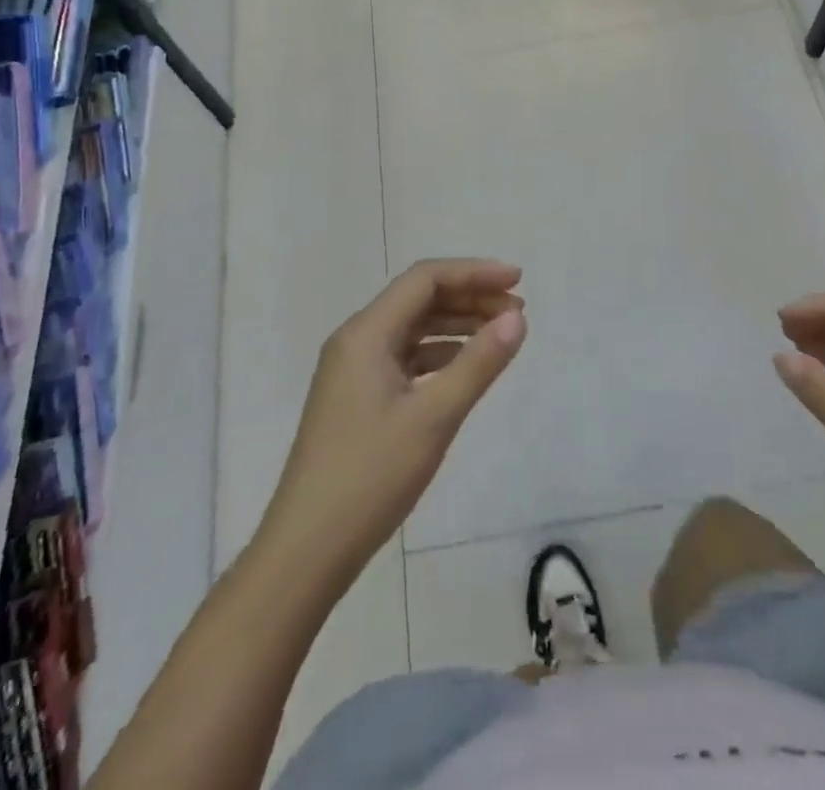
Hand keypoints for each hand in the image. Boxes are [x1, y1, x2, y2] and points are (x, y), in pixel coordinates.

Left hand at [259, 259, 526, 588]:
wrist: (306, 551)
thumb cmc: (371, 477)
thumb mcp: (434, 417)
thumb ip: (478, 363)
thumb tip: (516, 320)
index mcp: (366, 333)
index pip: (425, 279)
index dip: (474, 272)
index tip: (518, 281)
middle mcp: (356, 341)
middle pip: (419, 300)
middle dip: (470, 298)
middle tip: (517, 313)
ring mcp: (352, 370)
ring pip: (412, 329)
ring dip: (456, 326)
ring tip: (500, 336)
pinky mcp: (356, 398)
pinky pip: (403, 358)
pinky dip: (438, 355)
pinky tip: (465, 369)